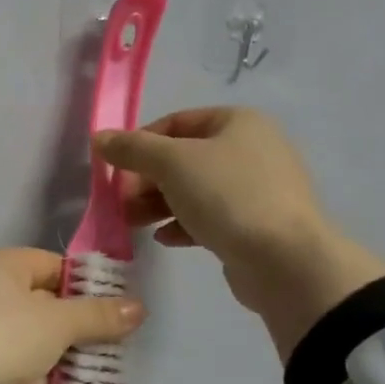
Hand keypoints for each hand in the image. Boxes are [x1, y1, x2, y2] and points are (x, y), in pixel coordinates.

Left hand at [0, 248, 144, 383]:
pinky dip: (49, 378)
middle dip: (81, 323)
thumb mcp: (59, 322)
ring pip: (36, 339)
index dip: (85, 282)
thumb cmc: (4, 336)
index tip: (119, 303)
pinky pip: (24, 368)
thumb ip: (98, 315)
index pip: (51, 264)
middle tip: (121, 339)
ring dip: (68, 355)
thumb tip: (138, 308)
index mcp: (0, 267)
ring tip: (110, 368)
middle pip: (45, 303)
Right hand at [94, 107, 384, 358]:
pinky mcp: (254, 224)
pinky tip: (165, 238)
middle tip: (120, 201)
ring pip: (192, 190)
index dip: (140, 143)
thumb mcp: (171, 163)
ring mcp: (255, 189)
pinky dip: (182, 224)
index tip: (115, 168)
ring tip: (133, 223)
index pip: (175, 122)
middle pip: (182, 158)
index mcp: (238, 123)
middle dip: (145, 180)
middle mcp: (250, 149)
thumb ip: (132, 149)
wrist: (285, 260)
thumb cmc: (227, 196)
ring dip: (156, 204)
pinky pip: (209, 217)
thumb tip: (99, 138)